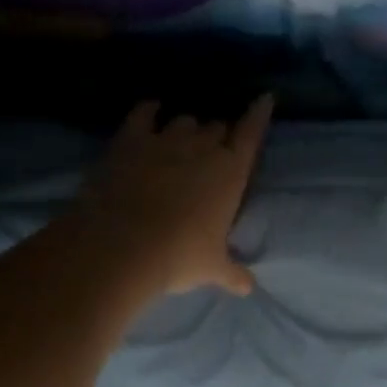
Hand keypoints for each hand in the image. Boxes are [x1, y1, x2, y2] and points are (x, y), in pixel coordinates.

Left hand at [74, 95, 273, 298]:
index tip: (264, 99)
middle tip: (212, 150)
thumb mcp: (211, 268)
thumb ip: (232, 272)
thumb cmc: (179, 256)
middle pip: (216, 128)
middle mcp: (202, 148)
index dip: (259, 115)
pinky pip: (143, 114)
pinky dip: (149, 111)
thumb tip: (248, 288)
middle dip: (217, 136)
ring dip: (187, 128)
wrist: (122, 245)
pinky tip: (151, 110)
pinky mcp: (130, 140)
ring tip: (182, 138)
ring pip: (184, 121)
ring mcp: (165, 140)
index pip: (251, 134)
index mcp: (230, 172)